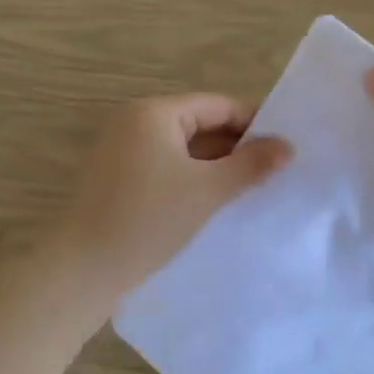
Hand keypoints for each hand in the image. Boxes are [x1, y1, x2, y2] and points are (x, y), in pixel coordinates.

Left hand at [54, 94, 291, 302]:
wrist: (86, 268)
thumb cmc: (150, 219)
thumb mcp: (208, 190)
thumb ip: (251, 165)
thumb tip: (288, 146)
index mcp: (154, 112)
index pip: (217, 105)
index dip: (254, 123)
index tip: (284, 147)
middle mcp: (134, 122)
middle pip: (199, 124)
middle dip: (236, 146)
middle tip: (272, 170)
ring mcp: (121, 150)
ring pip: (182, 148)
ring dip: (215, 165)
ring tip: (250, 187)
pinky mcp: (117, 178)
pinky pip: (165, 166)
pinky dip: (191, 177)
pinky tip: (214, 200)